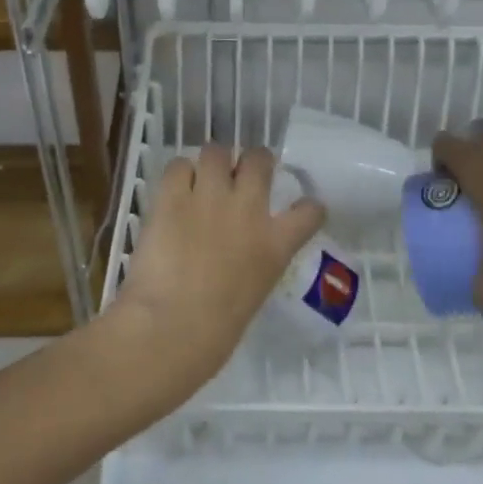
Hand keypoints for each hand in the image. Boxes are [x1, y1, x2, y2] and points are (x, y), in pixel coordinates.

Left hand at [110, 144, 325, 398]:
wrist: (173, 326)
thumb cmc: (215, 331)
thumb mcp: (254, 294)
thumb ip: (254, 265)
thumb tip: (238, 258)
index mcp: (276, 245)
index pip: (310, 211)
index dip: (307, 205)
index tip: (301, 206)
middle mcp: (249, 210)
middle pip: (259, 160)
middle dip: (253, 161)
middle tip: (240, 174)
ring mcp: (210, 198)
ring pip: (216, 152)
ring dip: (212, 163)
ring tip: (202, 178)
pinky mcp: (172, 198)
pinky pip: (178, 166)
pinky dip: (178, 175)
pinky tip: (173, 191)